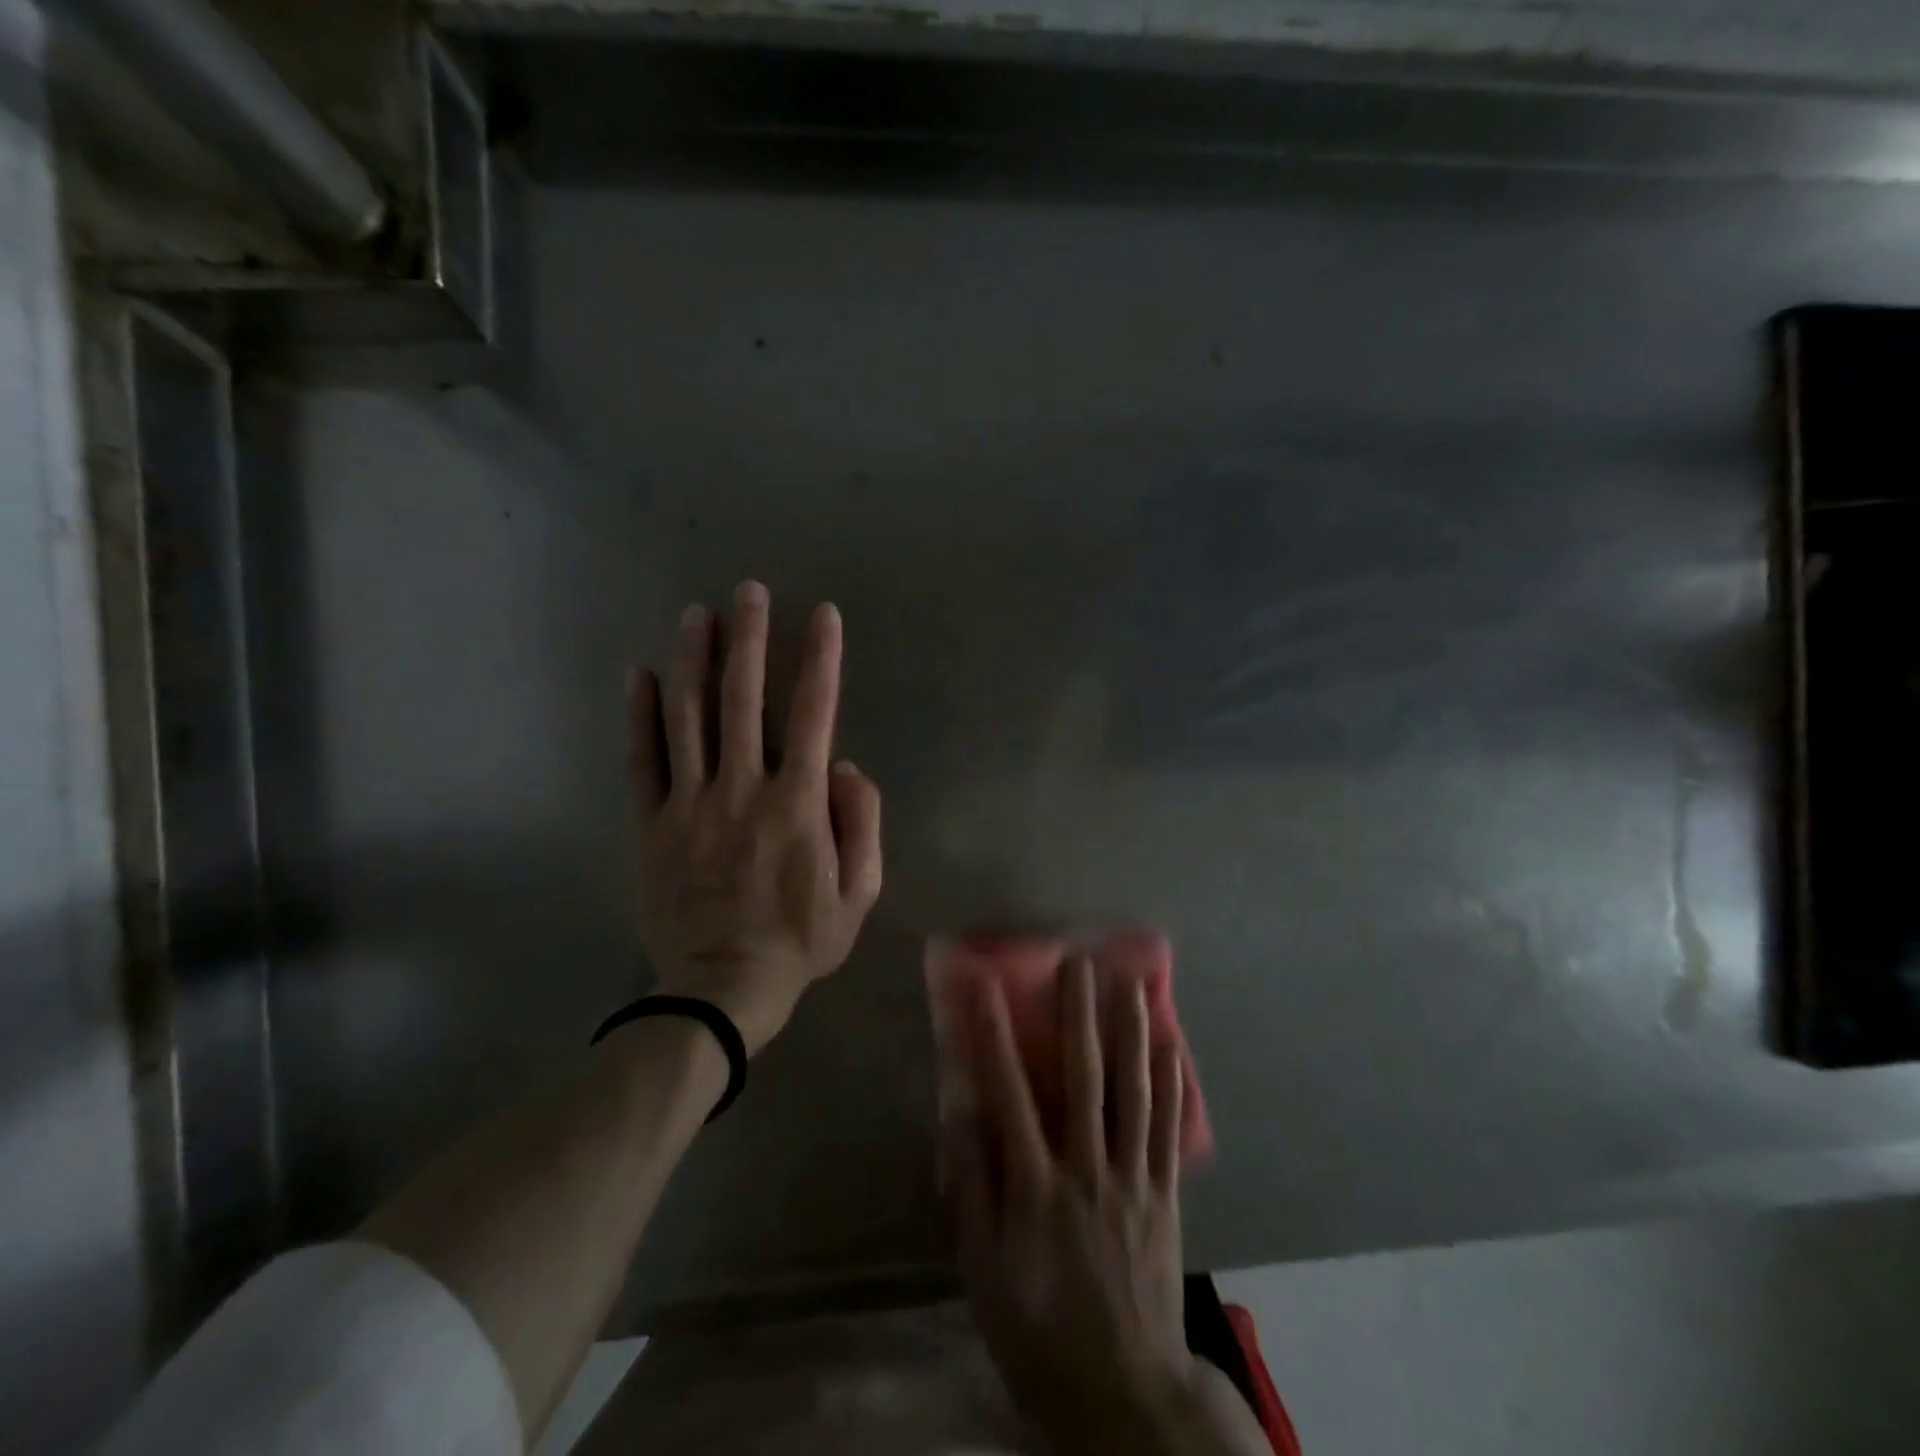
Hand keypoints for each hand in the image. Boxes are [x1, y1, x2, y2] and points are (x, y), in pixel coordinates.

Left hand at [628, 582, 882, 1054]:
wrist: (721, 990)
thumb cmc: (800, 941)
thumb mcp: (860, 894)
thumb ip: (861, 824)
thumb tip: (844, 768)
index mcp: (796, 803)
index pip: (814, 713)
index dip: (820, 659)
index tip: (824, 616)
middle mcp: (742, 788)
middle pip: (743, 698)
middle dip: (749, 639)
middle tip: (749, 591)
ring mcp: (690, 804)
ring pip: (689, 716)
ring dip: (695, 659)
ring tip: (698, 613)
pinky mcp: (652, 824)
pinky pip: (642, 761)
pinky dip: (640, 715)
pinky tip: (642, 674)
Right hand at [943, 954, 1197, 1451]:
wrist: (1125, 1394)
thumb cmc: (1039, 1331)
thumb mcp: (983, 1272)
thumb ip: (972, 1189)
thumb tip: (961, 1113)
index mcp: (1036, 1189)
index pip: (1008, 1093)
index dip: (993, 1033)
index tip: (983, 982)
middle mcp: (1088, 1170)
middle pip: (1084, 1078)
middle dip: (1079, 1013)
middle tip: (1079, 959)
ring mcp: (1134, 1180)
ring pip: (1134, 1092)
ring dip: (1132, 1031)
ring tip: (1132, 981)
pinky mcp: (1165, 1195)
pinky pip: (1168, 1129)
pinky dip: (1170, 1083)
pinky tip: (1173, 1044)